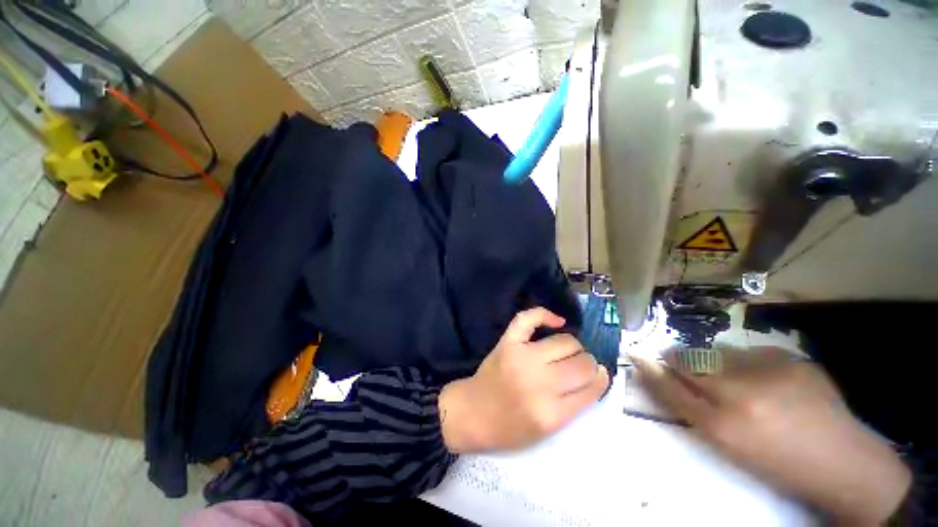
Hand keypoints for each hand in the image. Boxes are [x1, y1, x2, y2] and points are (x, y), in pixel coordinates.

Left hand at [439, 307, 609, 452]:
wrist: (472, 413)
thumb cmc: (510, 428)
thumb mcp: (547, 431)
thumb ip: (574, 406)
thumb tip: (596, 376)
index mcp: (551, 413)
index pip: (590, 387)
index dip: (599, 378)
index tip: (600, 374)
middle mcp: (539, 382)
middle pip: (581, 362)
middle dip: (587, 363)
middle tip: (580, 366)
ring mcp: (521, 357)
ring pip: (565, 341)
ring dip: (573, 345)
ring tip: (567, 351)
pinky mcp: (507, 342)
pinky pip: (528, 319)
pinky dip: (545, 315)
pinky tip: (557, 321)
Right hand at [632, 349, 910, 524]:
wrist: (844, 463)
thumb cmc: (778, 463)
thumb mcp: (729, 446)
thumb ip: (693, 408)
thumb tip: (665, 377)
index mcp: (723, 426)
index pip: (671, 387)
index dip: (650, 369)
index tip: (634, 354)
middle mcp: (741, 394)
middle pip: (690, 363)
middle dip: (677, 359)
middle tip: (674, 360)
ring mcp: (770, 371)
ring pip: (718, 353)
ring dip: (714, 362)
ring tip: (734, 379)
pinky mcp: (792, 359)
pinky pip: (752, 353)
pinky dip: (749, 362)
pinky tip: (767, 380)